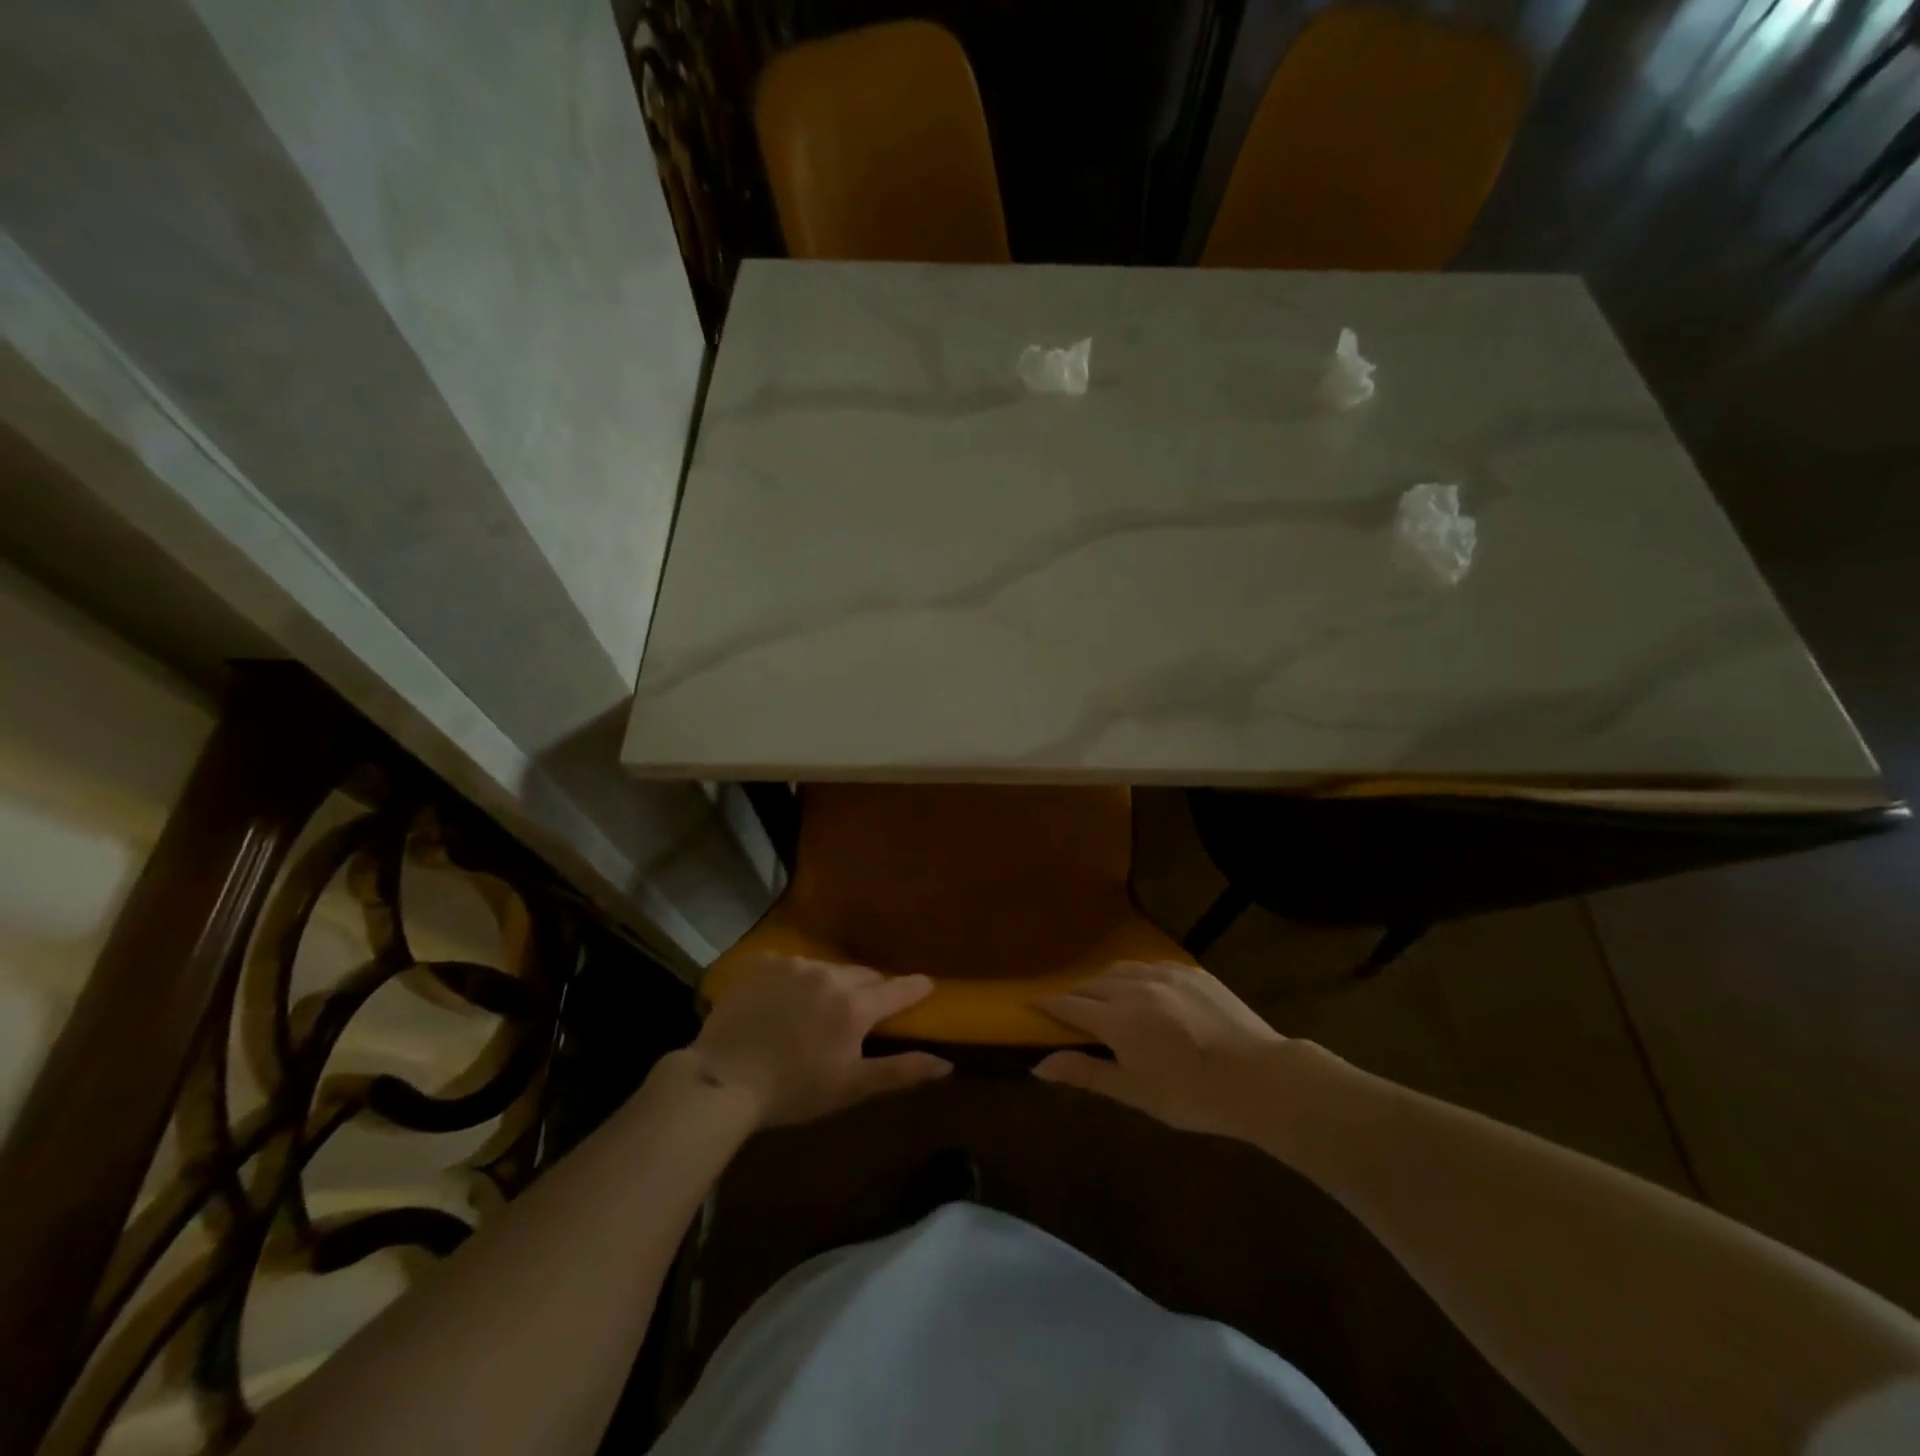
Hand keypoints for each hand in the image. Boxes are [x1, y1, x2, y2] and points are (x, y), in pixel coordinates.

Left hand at [688, 955, 951, 1126]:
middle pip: (862, 975)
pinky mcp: (763, 963)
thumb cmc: (792, 1091)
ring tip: (816, 1009)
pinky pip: (791, 966)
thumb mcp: (850, 1088)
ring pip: (826, 969)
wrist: (722, 1079)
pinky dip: (795, 980)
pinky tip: (782, 1003)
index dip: (914, 987)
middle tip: (864, 1009)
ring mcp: (794, 964)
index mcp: (854, 1006)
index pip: (896, 989)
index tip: (926, 984)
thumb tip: (946, 1064)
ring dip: (830, 984)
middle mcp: (829, 975)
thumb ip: (900, 1071)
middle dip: (870, 989)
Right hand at [1033, 961, 1287, 1138]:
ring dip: (1104, 982)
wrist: (1261, 1078)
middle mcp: (1136, 986)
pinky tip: (1143, 990)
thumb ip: (1085, 1074)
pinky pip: (1151, 965)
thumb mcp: (1135, 1092)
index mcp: (1118, 1018)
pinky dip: (1135, 976)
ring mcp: (1166, 973)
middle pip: (1092, 983)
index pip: (1070, 1004)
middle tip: (1069, 1010)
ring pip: (1120, 969)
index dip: (1047, 1005)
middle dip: (1075, 995)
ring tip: (1103, 998)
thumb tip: (1039, 1065)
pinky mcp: (1191, 971)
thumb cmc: (1192, 1095)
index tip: (1031, 1004)